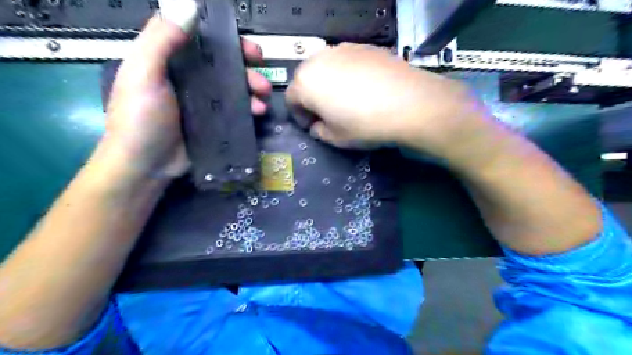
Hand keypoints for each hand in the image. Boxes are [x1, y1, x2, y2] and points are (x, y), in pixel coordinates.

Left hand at [104, 15, 271, 178]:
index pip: (201, 40)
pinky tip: (258, 112)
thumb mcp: (143, 75)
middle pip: (222, 64)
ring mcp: (203, 102)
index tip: (247, 47)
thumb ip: (161, 41)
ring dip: (252, 88)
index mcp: (169, 61)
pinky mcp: (213, 122)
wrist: (146, 167)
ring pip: (233, 87)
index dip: (225, 39)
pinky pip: (235, 109)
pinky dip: (249, 108)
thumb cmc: (140, 119)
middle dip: (245, 67)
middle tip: (261, 72)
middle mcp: (188, 78)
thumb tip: (189, 7)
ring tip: (263, 97)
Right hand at [287, 41, 487, 154]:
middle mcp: (320, 59)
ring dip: (328, 84)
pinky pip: (347, 62)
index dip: (299, 115)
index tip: (311, 126)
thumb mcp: (336, 138)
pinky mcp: (366, 47)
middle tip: (325, 113)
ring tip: (345, 99)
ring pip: (326, 67)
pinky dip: (347, 74)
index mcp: (306, 82)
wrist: (409, 103)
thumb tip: (318, 126)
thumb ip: (319, 131)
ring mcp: (344, 49)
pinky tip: (364, 89)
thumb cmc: (364, 124)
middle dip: (311, 97)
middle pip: (307, 78)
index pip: (291, 99)